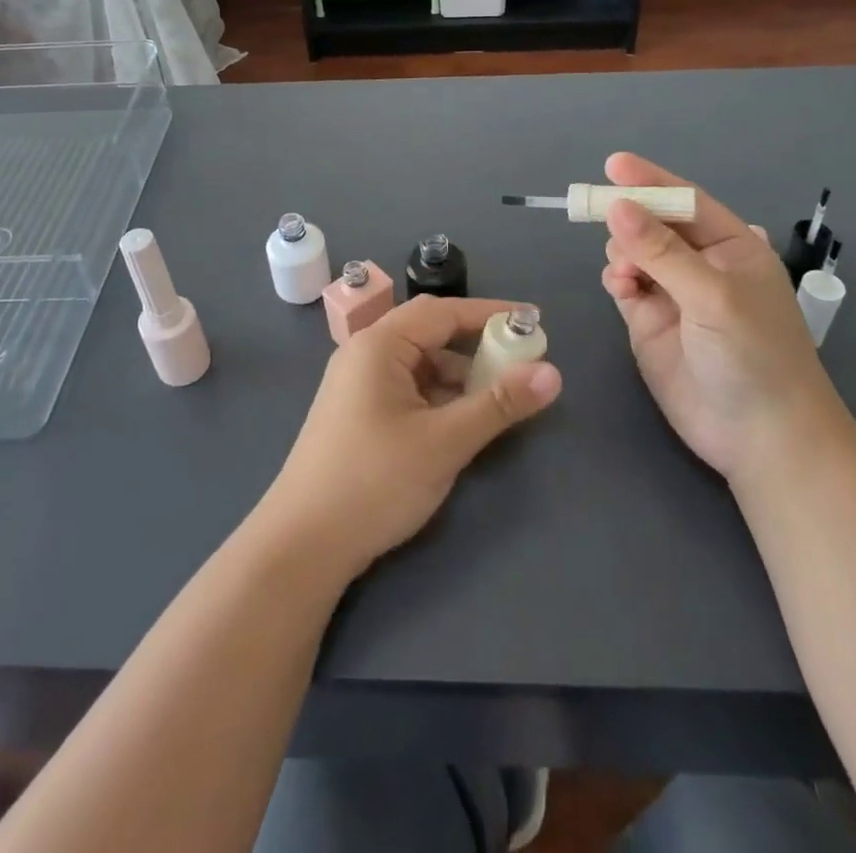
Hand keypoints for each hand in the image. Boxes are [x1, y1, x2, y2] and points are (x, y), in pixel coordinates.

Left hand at [256, 296, 561, 581]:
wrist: (302, 544)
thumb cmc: (374, 481)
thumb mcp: (445, 441)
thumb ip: (499, 404)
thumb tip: (552, 372)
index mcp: (379, 344)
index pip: (443, 311)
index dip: (491, 314)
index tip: (533, 321)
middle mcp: (365, 354)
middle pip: (430, 333)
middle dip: (476, 344)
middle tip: (521, 361)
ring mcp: (358, 384)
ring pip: (420, 364)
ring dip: (459, 375)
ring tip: (500, 397)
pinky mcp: (358, 413)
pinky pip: (408, 388)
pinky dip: (439, 396)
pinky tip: (462, 421)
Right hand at [600, 152, 846, 485]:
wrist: (761, 439)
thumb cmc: (755, 356)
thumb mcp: (712, 296)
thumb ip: (661, 251)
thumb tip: (616, 206)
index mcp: (732, 247)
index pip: (686, 202)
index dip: (651, 181)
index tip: (612, 164)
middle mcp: (701, 265)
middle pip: (654, 224)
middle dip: (629, 216)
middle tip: (599, 214)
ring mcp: (674, 294)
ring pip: (633, 252)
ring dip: (621, 250)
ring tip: (625, 270)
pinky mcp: (650, 322)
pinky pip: (624, 284)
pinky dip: (616, 278)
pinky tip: (619, 286)